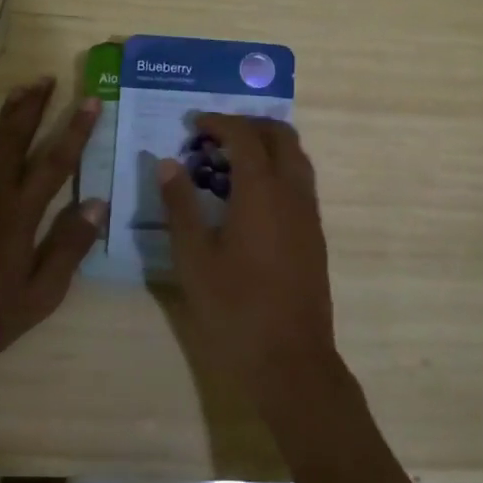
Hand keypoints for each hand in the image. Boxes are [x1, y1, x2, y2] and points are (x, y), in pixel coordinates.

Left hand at [0, 78, 106, 364]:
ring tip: (22, 88)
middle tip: (48, 79)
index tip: (90, 101)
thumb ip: (69, 246)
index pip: (56, 162)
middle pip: (18, 139)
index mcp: (22, 213)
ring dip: (7, 114)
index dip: (76, 130)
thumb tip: (97, 203)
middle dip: (36, 106)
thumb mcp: (43, 292)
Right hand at [157, 114, 338, 398]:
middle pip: (280, 135)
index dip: (219, 122)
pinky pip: (300, 182)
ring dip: (266, 146)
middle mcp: (292, 192)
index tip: (194, 124)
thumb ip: (180, 205)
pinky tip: (249, 197)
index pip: (244, 135)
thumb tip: (167, 163)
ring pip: (296, 158)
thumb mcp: (194, 258)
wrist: (291, 360)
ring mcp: (308, 214)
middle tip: (214, 136)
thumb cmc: (235, 309)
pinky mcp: (314, 235)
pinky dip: (277, 170)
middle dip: (248, 125)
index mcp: (262, 191)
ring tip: (229, 162)